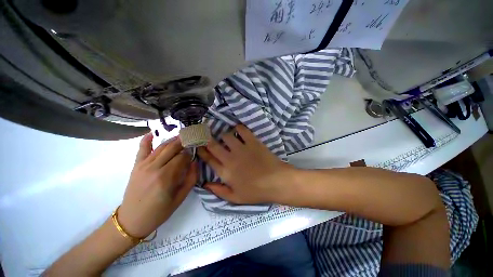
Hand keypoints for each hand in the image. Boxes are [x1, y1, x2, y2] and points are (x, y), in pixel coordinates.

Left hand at [118, 133, 196, 238]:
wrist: (132, 220)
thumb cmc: (160, 211)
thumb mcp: (181, 198)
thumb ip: (191, 178)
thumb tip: (195, 162)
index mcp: (166, 177)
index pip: (182, 157)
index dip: (191, 153)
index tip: (196, 151)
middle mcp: (155, 168)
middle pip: (172, 148)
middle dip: (184, 141)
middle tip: (192, 138)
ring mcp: (143, 165)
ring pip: (161, 147)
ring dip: (173, 140)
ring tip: (182, 136)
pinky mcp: (136, 166)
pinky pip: (142, 149)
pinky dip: (147, 139)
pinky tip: (152, 133)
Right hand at [197, 125, 294, 203]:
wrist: (276, 181)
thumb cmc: (256, 191)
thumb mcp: (235, 198)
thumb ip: (219, 191)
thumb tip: (205, 184)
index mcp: (225, 172)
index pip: (208, 159)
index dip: (202, 151)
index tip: (199, 145)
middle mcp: (230, 158)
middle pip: (213, 145)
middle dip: (207, 139)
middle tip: (206, 135)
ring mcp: (241, 148)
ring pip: (226, 136)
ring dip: (224, 135)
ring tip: (226, 137)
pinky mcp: (252, 142)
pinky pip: (242, 130)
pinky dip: (238, 128)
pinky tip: (238, 130)